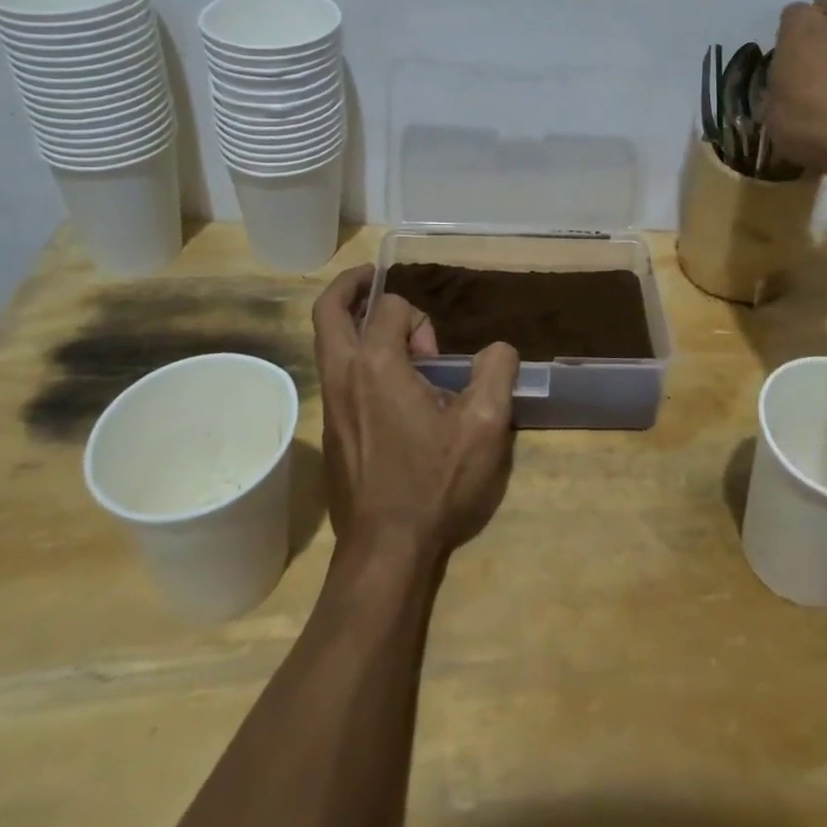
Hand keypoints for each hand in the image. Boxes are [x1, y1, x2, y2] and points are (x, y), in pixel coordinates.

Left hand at [311, 266, 520, 556]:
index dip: (418, 319)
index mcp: (376, 365)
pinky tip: (391, 382)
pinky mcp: (330, 428)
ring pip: (327, 342)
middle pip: (327, 311)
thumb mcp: (485, 425)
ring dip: (352, 322)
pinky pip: (335, 372)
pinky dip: (355, 355)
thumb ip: (497, 372)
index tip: (438, 358)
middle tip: (373, 277)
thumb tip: (499, 348)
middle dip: (350, 285)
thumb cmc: (435, 483)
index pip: (389, 308)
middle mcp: (343, 375)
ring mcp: (330, 403)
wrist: (386, 550)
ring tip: (390, 332)